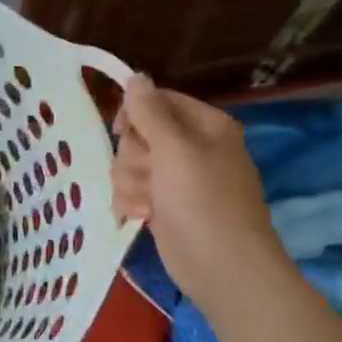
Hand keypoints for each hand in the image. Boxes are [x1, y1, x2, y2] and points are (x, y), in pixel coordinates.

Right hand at [110, 74, 286, 305]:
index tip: (121, 131)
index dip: (134, 114)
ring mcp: (176, 179)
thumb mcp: (175, 149)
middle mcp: (191, 148)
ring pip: (129, 165)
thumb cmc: (202, 201)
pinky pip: (131, 191)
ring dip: (131, 184)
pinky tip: (143, 216)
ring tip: (148, 202)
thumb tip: (135, 75)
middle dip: (134, 157)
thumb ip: (150, 111)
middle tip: (150, 175)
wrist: (220, 266)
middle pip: (138, 135)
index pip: (157, 101)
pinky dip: (132, 203)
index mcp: (205, 125)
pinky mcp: (163, 206)